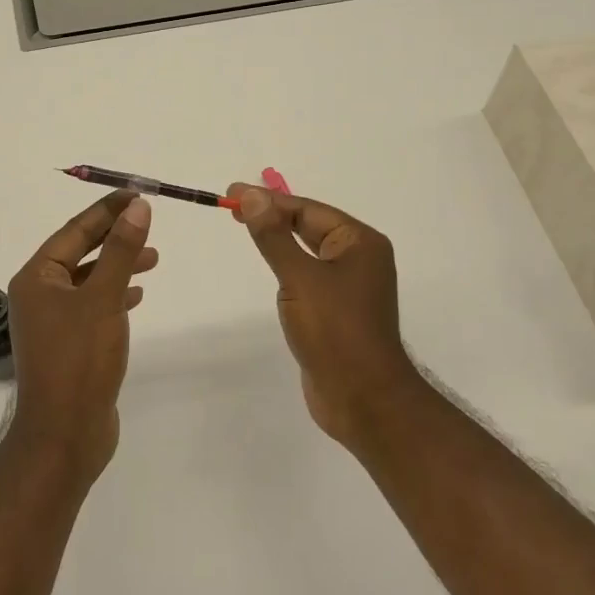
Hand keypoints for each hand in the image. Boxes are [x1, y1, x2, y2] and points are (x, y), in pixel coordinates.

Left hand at [5, 191, 156, 482]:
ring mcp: (52, 322)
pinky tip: (136, 294)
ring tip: (153, 259)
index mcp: (36, 277)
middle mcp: (38, 294)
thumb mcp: (104, 298)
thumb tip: (137, 207)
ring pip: (88, 279)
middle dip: (114, 236)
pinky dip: (114, 294)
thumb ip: (121, 251)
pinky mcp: (68, 344)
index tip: (137, 193)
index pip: (74, 230)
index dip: (107, 209)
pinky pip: (92, 305)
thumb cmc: (80, 360)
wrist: (65, 435)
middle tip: (149, 222)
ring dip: (118, 265)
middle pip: (79, 252)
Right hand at [227, 184, 420, 447]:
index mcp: (359, 243)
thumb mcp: (300, 278)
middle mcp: (359, 258)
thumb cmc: (336, 332)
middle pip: (309, 225)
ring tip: (245, 226)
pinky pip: (308, 274)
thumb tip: (252, 196)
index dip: (268, 200)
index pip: (307, 209)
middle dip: (272, 215)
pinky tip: (270, 264)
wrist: (364, 400)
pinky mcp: (337, 310)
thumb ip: (273, 236)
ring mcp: (349, 285)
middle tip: (232, 207)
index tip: (231, 194)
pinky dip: (287, 263)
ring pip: (307, 250)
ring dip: (279, 238)